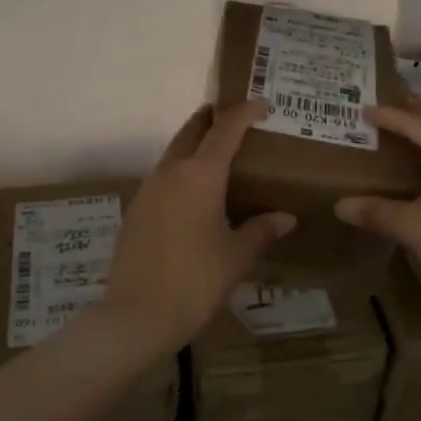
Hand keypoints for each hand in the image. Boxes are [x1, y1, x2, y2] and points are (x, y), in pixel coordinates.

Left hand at [102, 99, 295, 347]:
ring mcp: (148, 191)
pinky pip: (162, 178)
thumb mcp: (236, 257)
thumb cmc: (195, 280)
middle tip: (232, 117)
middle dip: (211, 120)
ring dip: (193, 145)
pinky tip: (192, 194)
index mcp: (200, 176)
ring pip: (173, 154)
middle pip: (191, 132)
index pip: (225, 130)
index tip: (260, 103)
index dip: (243, 113)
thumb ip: (260, 231)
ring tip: (216, 155)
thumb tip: (285, 218)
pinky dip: (180, 172)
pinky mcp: (135, 212)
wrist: (136, 316)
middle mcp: (170, 173)